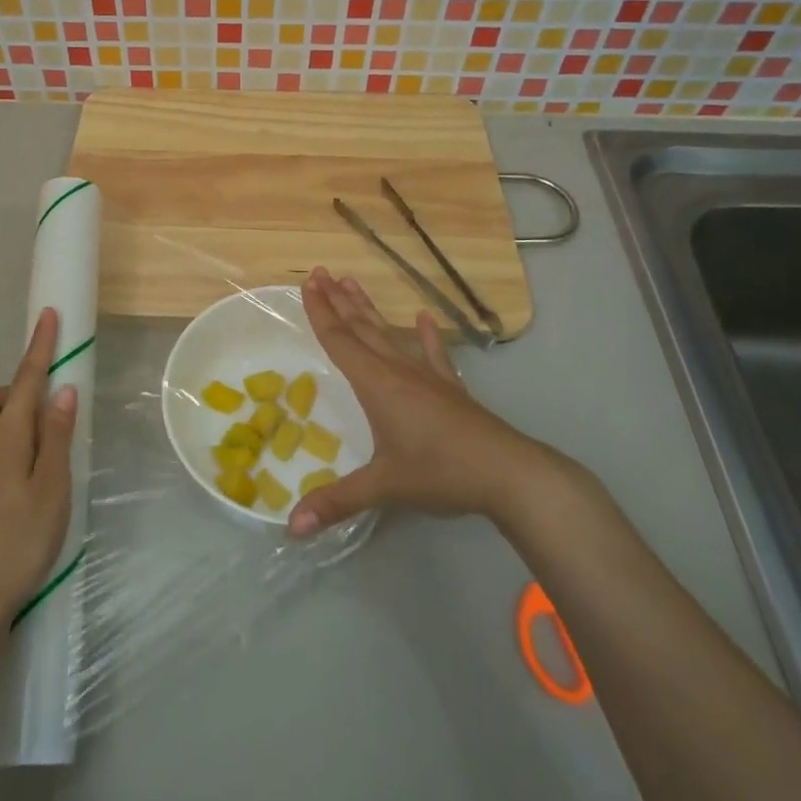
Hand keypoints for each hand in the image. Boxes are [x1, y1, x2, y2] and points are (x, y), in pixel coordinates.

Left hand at [0, 309, 77, 625]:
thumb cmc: (18, 540)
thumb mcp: (50, 487)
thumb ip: (55, 436)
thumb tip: (62, 389)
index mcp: (4, 439)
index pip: (25, 381)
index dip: (39, 348)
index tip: (48, 315)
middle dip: (12, 393)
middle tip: (44, 414)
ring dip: (7, 421)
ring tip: (41, 449)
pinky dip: (6, 448)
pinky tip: (28, 480)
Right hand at [288, 269, 547, 535]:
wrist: (509, 473)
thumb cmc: (441, 473)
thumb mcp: (384, 488)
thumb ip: (336, 502)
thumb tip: (291, 528)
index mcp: (376, 384)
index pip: (340, 340)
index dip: (321, 312)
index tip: (309, 282)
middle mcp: (398, 371)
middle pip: (361, 328)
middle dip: (338, 301)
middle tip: (321, 272)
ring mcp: (427, 377)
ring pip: (389, 334)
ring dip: (369, 309)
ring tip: (353, 282)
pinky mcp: (451, 389)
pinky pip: (435, 354)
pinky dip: (427, 335)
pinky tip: (424, 316)